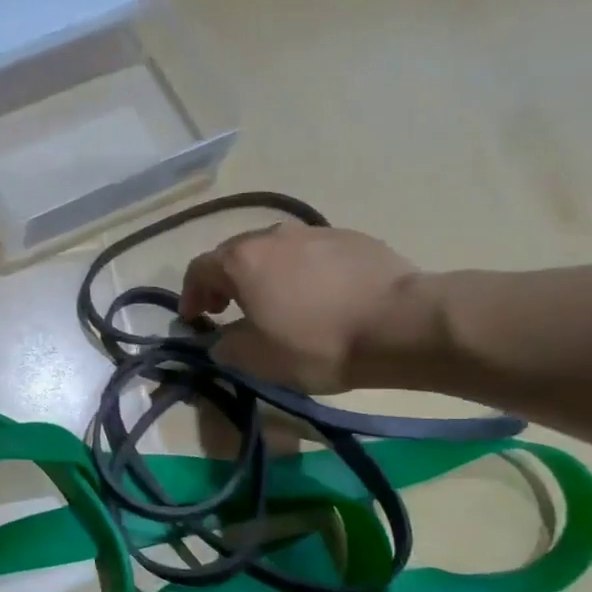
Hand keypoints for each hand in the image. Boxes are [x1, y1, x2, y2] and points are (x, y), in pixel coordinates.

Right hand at [179, 223, 433, 392]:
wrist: (402, 324)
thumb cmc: (317, 343)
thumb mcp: (258, 359)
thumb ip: (224, 347)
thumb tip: (217, 340)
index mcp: (241, 260)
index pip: (198, 269)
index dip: (189, 295)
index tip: (194, 319)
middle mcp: (272, 236)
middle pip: (234, 254)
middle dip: (224, 282)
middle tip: (227, 309)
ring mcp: (313, 232)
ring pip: (274, 250)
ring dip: (263, 274)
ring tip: (274, 302)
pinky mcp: (351, 238)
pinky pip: (310, 253)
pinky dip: (300, 272)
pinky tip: (317, 297)